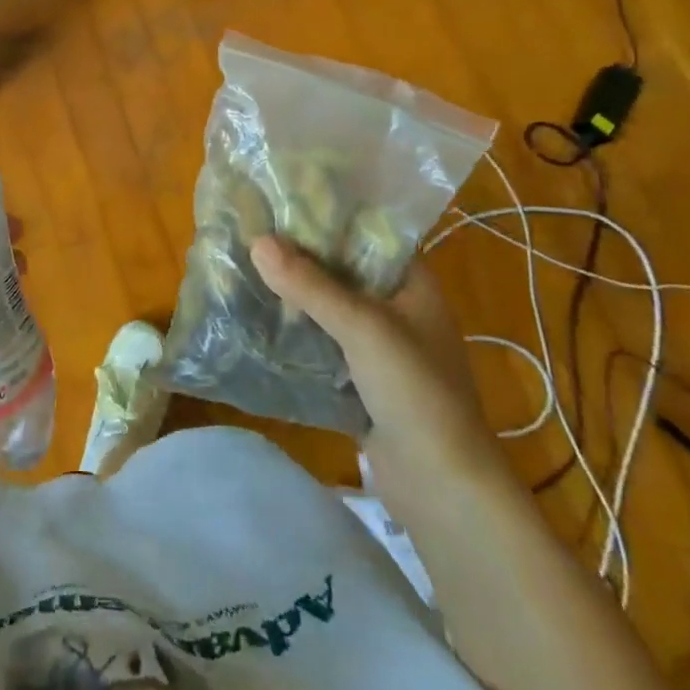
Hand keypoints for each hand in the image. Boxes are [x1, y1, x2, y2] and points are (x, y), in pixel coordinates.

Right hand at [250, 237, 500, 480]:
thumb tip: (256, 241)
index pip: (369, 235)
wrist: (442, 486)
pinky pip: (323, 346)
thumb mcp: (362, 326)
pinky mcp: (362, 382)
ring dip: (296, 297)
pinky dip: (297, 335)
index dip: (329, 218)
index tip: (282, 202)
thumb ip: (310, 284)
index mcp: (414, 286)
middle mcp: (399, 311)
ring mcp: (381, 349)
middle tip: (252, 235)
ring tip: (247, 271)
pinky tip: (259, 321)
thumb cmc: (415, 391)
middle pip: (344, 272)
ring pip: (330, 310)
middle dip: (302, 259)